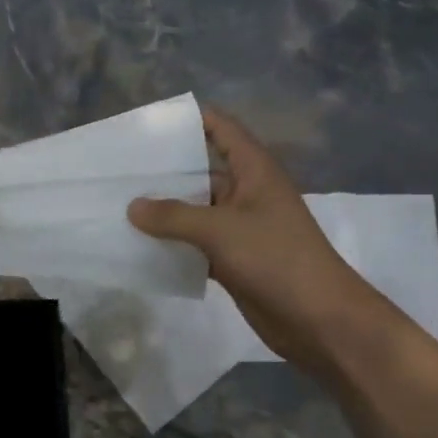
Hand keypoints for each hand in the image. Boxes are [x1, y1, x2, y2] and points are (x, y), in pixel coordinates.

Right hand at [128, 107, 367, 367]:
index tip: (149, 123)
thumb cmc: (275, 258)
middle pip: (202, 171)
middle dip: (165, 170)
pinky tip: (140, 246)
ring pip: (196, 210)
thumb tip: (132, 206)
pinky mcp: (234, 259)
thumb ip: (173, 216)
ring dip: (165, 211)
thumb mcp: (220, 230)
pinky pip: (197, 244)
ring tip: (120, 205)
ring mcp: (240, 227)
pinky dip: (173, 244)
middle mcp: (246, 192)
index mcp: (254, 170)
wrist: (318, 319)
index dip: (190, 119)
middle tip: (120, 170)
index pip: (221, 129)